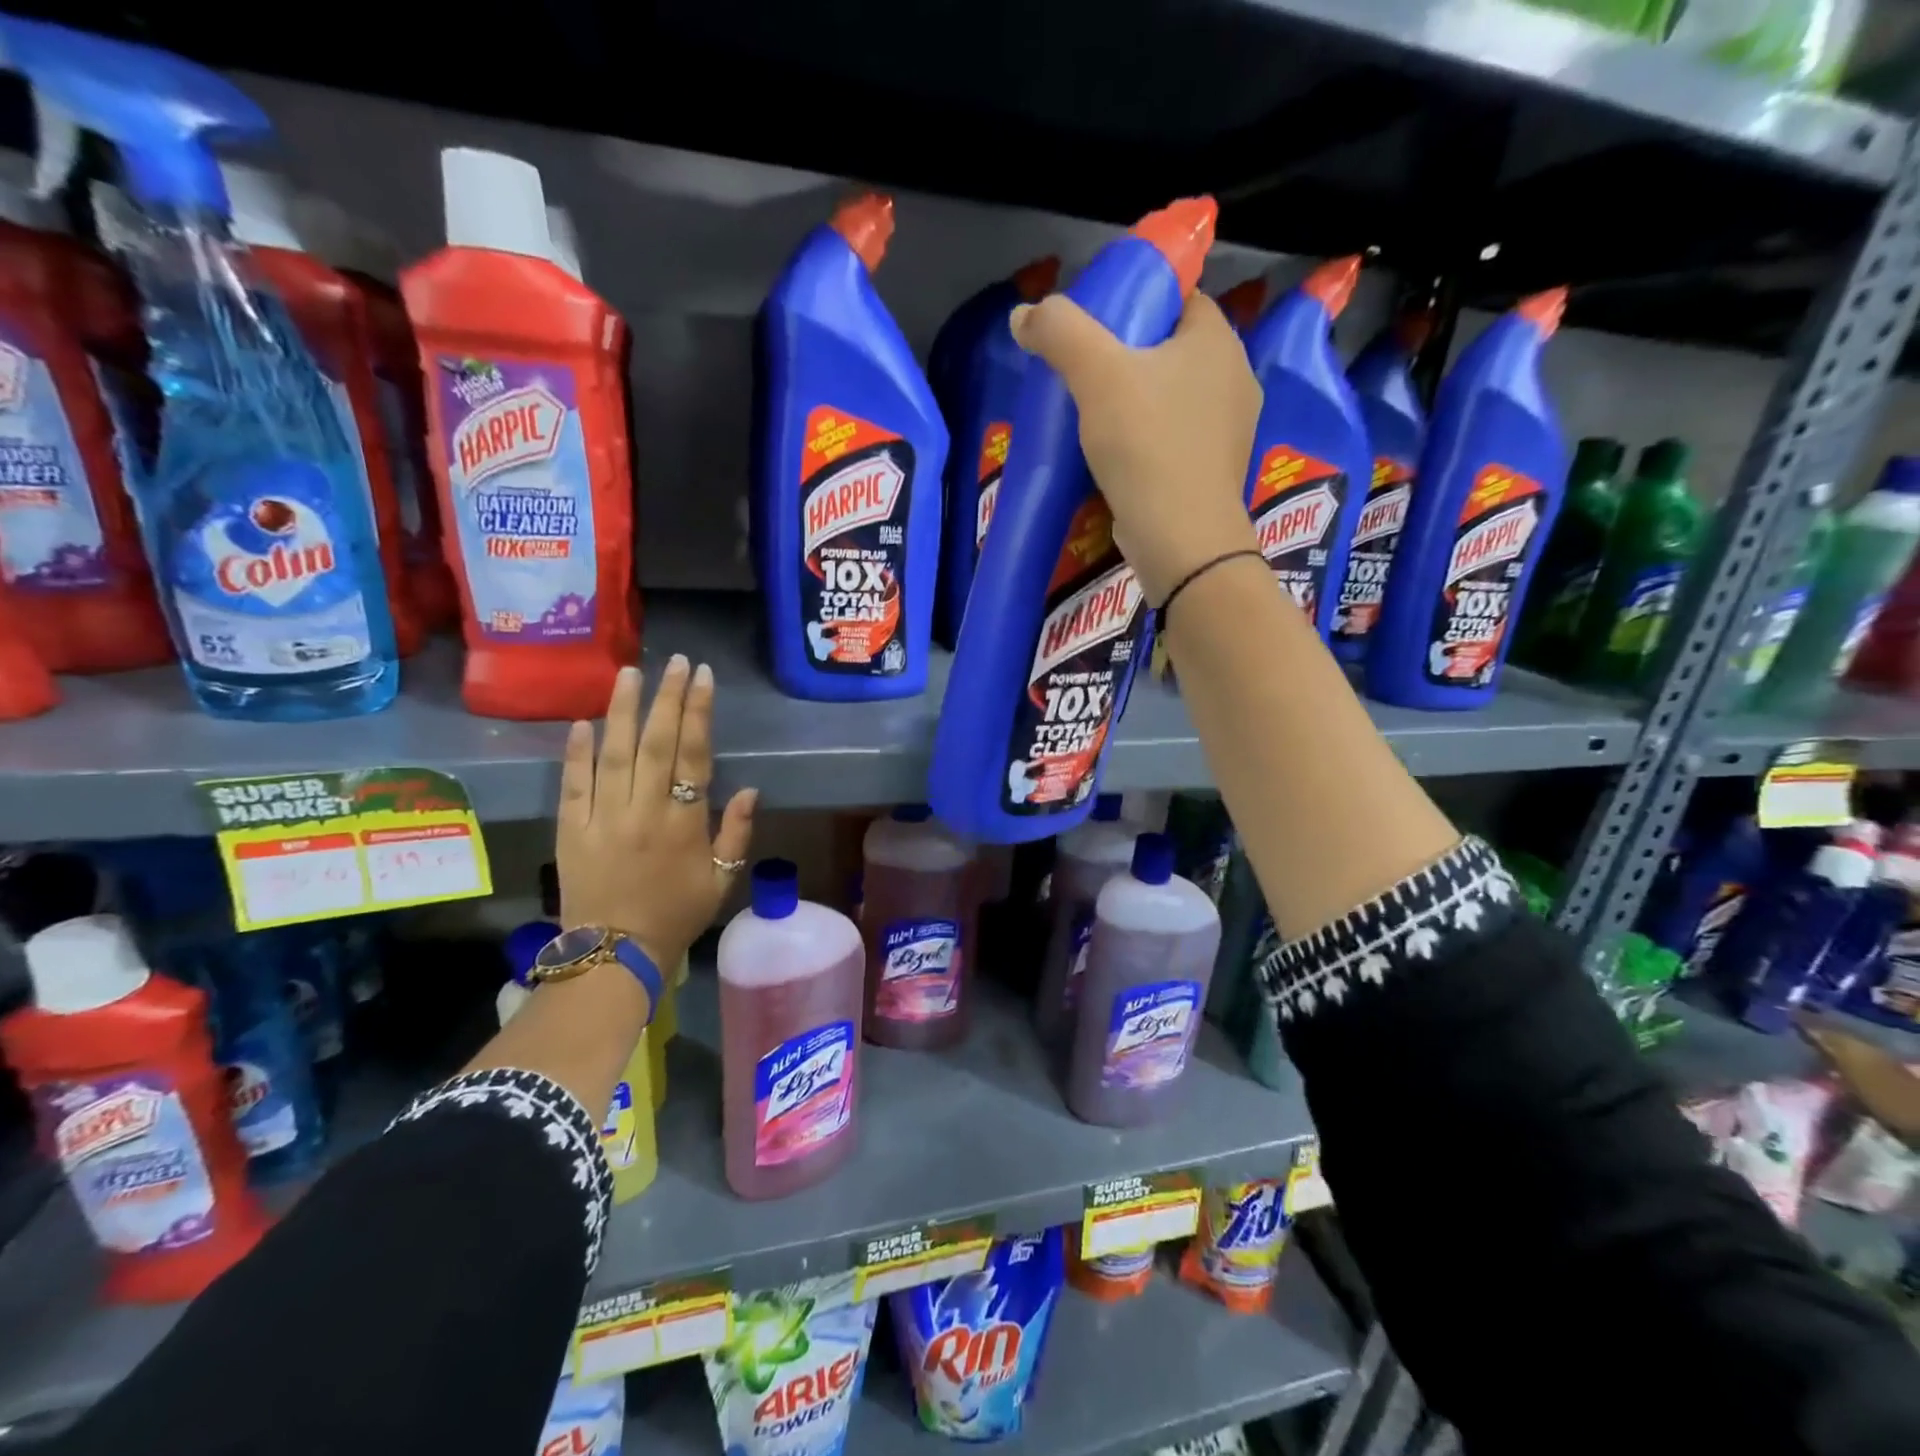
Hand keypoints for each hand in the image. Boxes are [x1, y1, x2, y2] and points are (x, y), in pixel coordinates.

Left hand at [556, 656, 755, 969]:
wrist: (615, 954)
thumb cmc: (676, 915)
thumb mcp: (721, 880)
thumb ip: (736, 833)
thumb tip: (749, 789)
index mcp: (684, 823)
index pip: (693, 755)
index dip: (698, 713)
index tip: (701, 677)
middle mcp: (644, 811)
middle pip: (655, 744)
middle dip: (666, 699)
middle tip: (673, 661)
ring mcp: (604, 819)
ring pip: (613, 754)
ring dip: (622, 711)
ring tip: (629, 673)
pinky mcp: (571, 830)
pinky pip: (573, 785)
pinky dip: (576, 753)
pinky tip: (582, 722)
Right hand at [1011, 291, 1261, 603]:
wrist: (1181, 539)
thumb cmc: (1146, 445)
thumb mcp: (1096, 375)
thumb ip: (1060, 333)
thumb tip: (1024, 313)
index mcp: (1217, 340)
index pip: (1178, 298)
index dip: (1135, 304)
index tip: (1094, 327)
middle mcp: (1235, 378)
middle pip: (1171, 350)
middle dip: (1130, 358)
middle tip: (1084, 374)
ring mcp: (1229, 430)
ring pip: (1173, 398)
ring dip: (1137, 403)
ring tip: (1093, 417)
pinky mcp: (1213, 472)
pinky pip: (1175, 439)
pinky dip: (1147, 441)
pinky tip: (1117, 457)